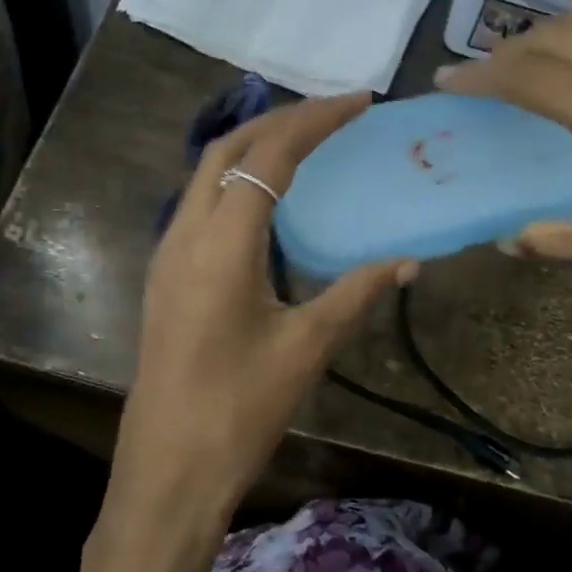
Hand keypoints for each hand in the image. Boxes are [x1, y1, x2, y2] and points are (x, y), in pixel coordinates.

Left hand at [109, 94, 413, 531]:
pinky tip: (268, 205)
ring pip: (206, 174)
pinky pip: (200, 205)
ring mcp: (167, 255)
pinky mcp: (165, 277)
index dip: (315, 120)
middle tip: (334, 115)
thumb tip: (406, 260)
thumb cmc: (239, 409)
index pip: (269, 156)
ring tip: (306, 144)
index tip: (359, 102)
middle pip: (228, 150)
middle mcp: (184, 234)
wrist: (168, 469)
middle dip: (281, 121)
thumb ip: (356, 294)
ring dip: (254, 148)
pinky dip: (236, 183)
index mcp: (221, 243)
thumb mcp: (306, 348)